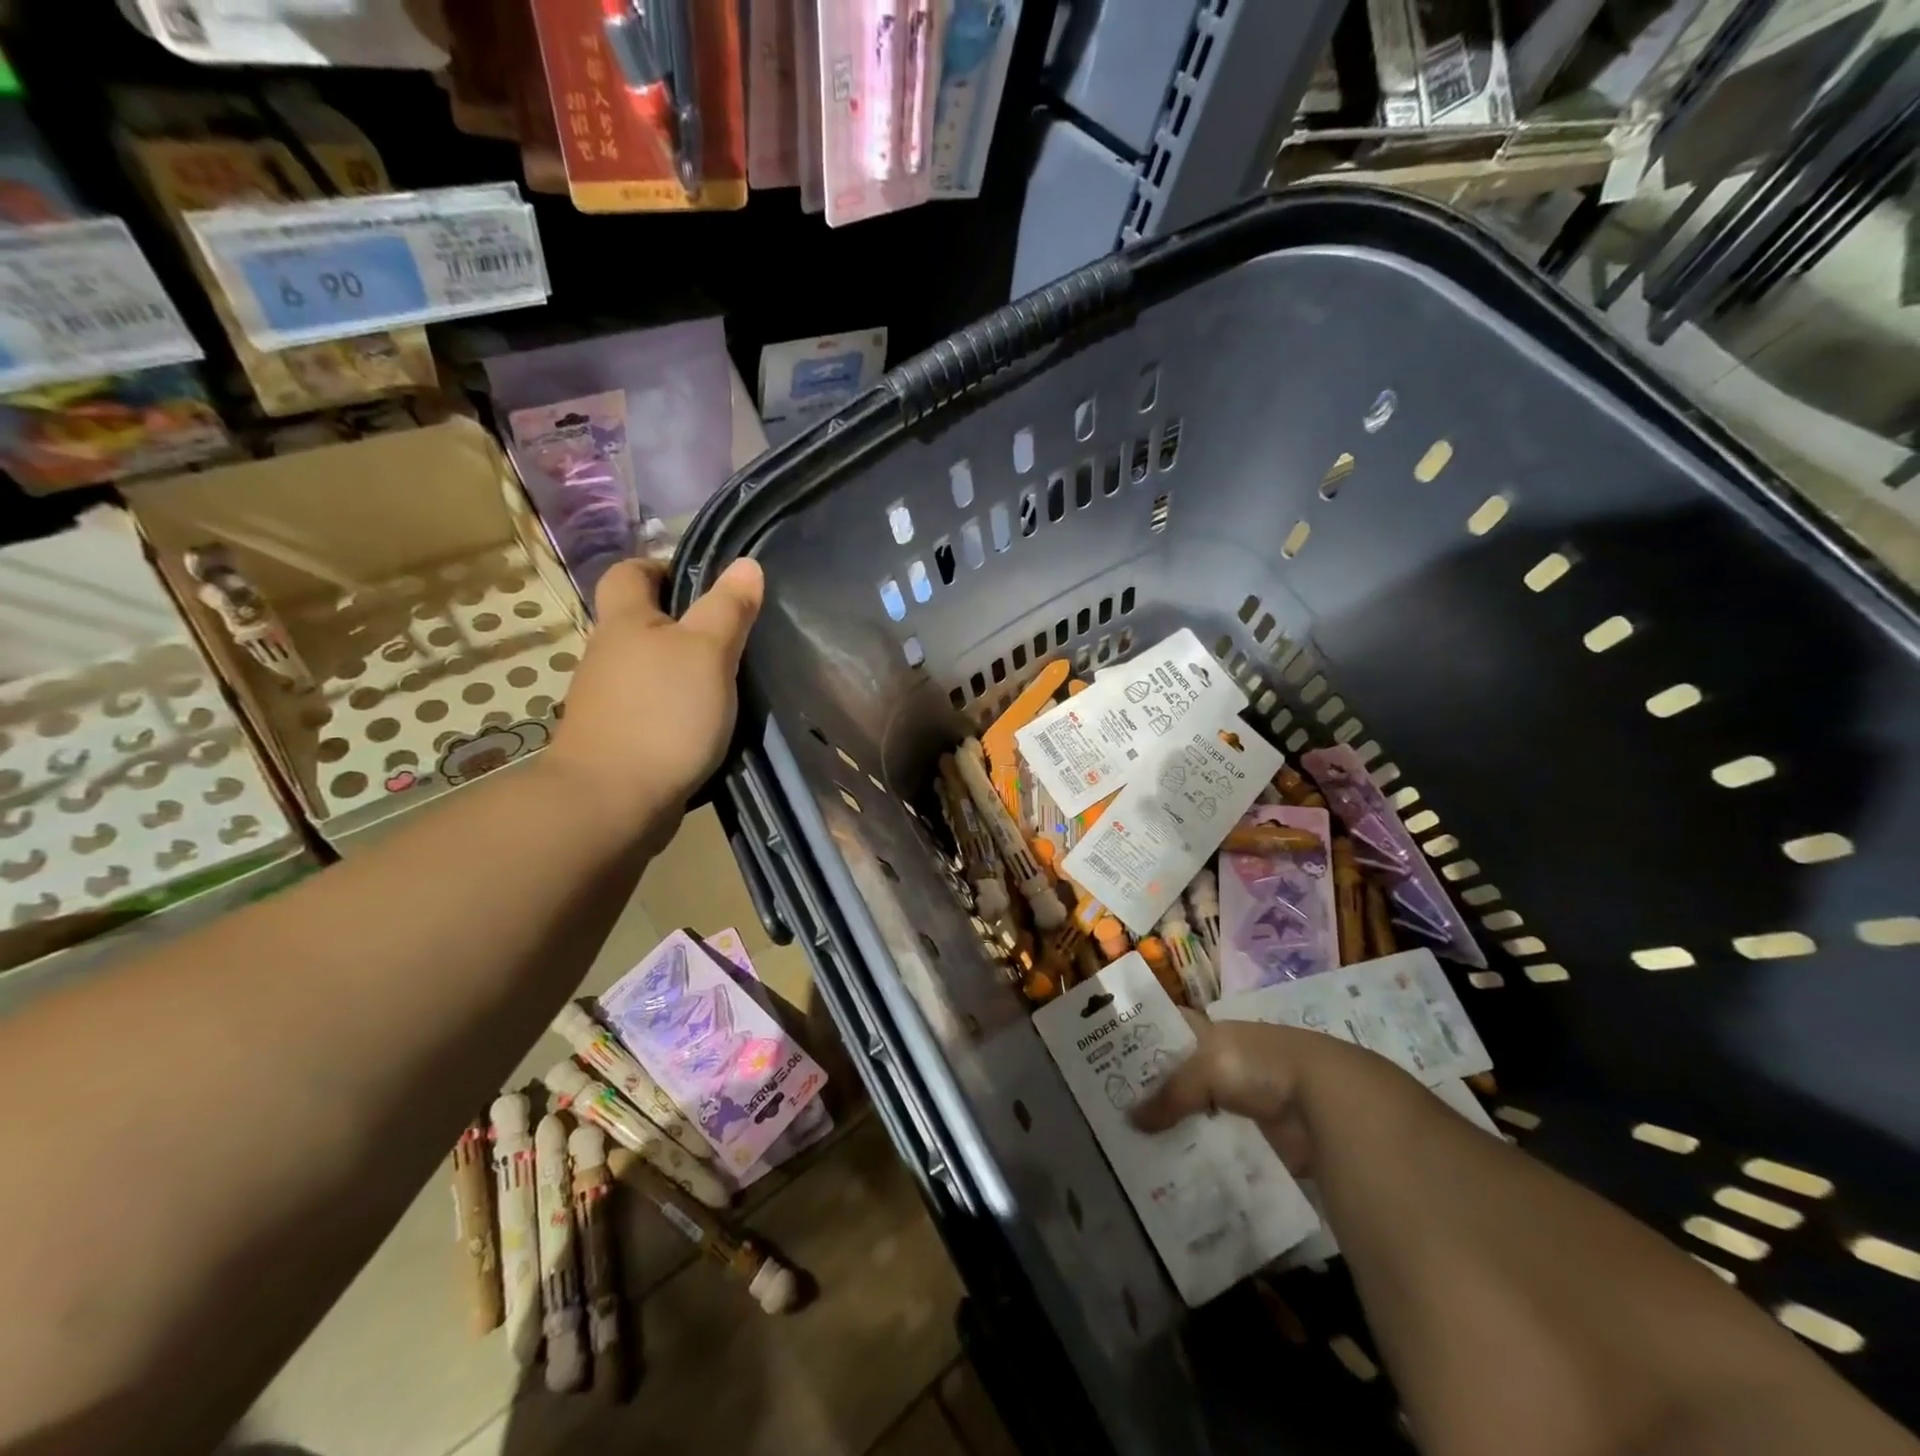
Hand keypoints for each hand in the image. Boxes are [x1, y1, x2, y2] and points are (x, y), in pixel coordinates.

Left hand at [547, 557, 763, 828]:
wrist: (612, 801)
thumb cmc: (664, 713)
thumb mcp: (709, 652)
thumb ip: (728, 608)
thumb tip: (746, 563)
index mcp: (625, 622)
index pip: (630, 572)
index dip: (662, 567)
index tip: (704, 584)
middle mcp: (607, 654)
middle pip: (641, 623)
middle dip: (681, 625)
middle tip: (731, 638)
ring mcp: (607, 700)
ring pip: (647, 669)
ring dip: (680, 671)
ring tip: (727, 684)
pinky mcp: (617, 739)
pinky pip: (650, 708)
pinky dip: (675, 710)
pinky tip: (705, 725)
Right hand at [1131, 1014, 1392, 1174]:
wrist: (1328, 1101)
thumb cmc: (1259, 1065)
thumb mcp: (1205, 1069)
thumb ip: (1169, 1094)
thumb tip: (1131, 1120)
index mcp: (1214, 1033)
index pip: (1171, 1031)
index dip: (1145, 1042)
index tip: (1113, 1064)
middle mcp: (1229, 1063)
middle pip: (1185, 1077)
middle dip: (1159, 1095)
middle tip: (1121, 1117)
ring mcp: (1249, 1102)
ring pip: (1205, 1115)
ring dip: (1183, 1131)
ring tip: (1145, 1151)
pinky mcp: (1266, 1139)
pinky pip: (1228, 1148)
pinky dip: (1210, 1159)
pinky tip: (1185, 1173)